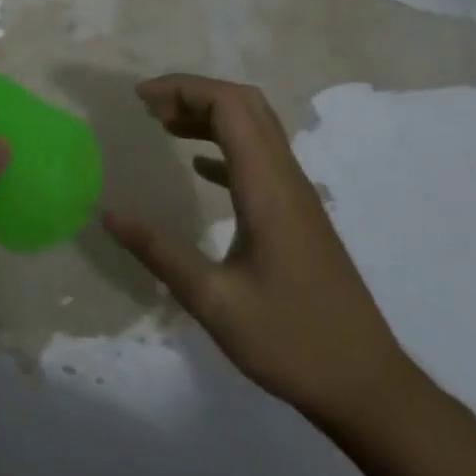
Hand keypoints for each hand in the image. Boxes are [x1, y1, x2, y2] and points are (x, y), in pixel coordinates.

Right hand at [103, 73, 417, 429]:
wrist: (367, 386)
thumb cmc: (290, 342)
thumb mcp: (213, 301)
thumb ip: (159, 252)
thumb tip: (108, 213)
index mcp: (268, 189)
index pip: (230, 106)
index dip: (183, 89)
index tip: (140, 99)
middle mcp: (287, 180)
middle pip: (246, 105)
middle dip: (195, 93)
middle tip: (149, 107)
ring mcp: (298, 197)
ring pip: (256, 128)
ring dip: (210, 116)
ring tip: (164, 125)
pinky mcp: (299, 215)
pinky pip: (260, 159)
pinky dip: (225, 146)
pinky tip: (199, 166)